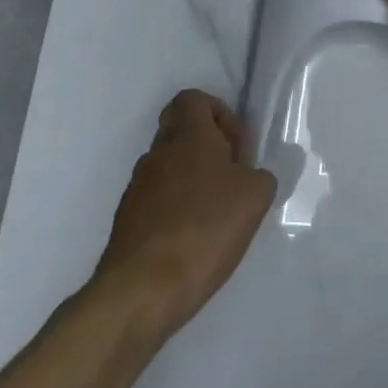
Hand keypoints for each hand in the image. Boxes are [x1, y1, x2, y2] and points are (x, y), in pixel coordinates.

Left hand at [92, 91, 275, 334]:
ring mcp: (137, 188)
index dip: (219, 112)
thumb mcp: (256, 195)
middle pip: (181, 133)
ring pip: (170, 168)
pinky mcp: (128, 222)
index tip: (237, 144)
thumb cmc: (206, 227)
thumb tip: (249, 176)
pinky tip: (197, 239)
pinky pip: (159, 200)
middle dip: (210, 149)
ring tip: (219, 214)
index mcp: (187, 136)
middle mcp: (156, 154)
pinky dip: (179, 209)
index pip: (192, 99)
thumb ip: (259, 175)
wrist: (143, 289)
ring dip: (194, 180)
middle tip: (234, 177)